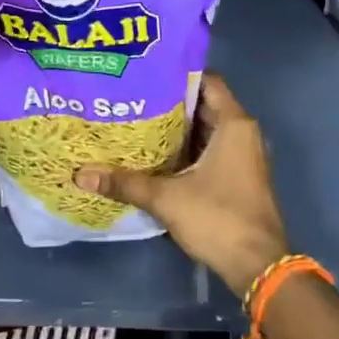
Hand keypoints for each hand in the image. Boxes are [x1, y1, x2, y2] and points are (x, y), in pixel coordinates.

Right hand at [73, 73, 287, 297]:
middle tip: (132, 98)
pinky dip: (187, 149)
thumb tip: (81, 174)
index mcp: (234, 124)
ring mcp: (243, 156)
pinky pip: (211, 150)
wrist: (257, 264)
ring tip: (137, 122)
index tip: (146, 73)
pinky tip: (156, 156)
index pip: (207, 81)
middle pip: (204, 105)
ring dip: (177, 129)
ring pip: (207, 130)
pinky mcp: (239, 176)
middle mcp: (243, 133)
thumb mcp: (167, 198)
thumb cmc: (218, 218)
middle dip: (170, 102)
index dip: (177, 74)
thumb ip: (125, 183)